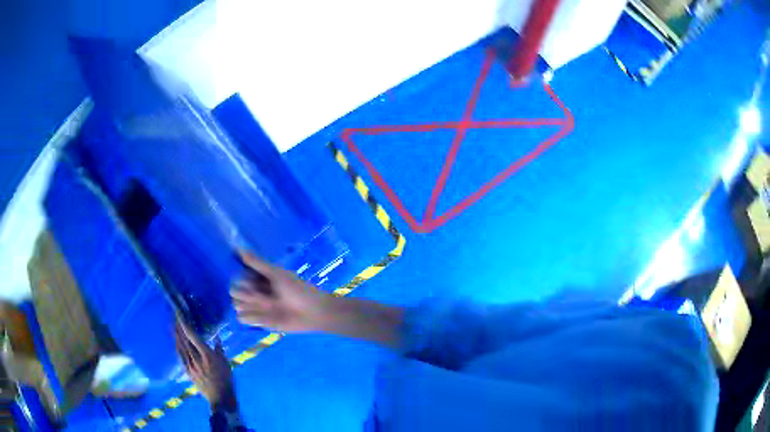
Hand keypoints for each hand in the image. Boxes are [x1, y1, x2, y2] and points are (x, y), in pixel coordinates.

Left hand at [174, 321, 235, 409]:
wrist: (220, 397)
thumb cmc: (226, 380)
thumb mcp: (226, 363)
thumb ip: (219, 350)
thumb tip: (216, 337)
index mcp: (207, 355)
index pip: (192, 335)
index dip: (184, 323)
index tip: (179, 313)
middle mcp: (195, 359)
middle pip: (183, 339)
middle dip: (177, 326)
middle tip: (173, 315)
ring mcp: (190, 365)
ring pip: (179, 346)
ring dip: (175, 334)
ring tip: (172, 324)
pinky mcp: (187, 371)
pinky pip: (179, 355)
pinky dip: (177, 346)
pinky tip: (175, 341)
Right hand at [230, 252, 332, 332]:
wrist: (312, 312)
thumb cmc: (297, 289)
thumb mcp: (277, 274)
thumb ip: (257, 263)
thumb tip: (238, 247)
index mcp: (258, 278)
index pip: (238, 275)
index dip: (242, 278)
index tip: (253, 280)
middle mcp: (254, 291)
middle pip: (234, 290)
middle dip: (244, 292)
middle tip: (260, 295)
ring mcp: (256, 307)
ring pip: (236, 304)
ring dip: (247, 304)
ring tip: (265, 306)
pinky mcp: (259, 322)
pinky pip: (242, 318)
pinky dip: (250, 316)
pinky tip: (263, 316)